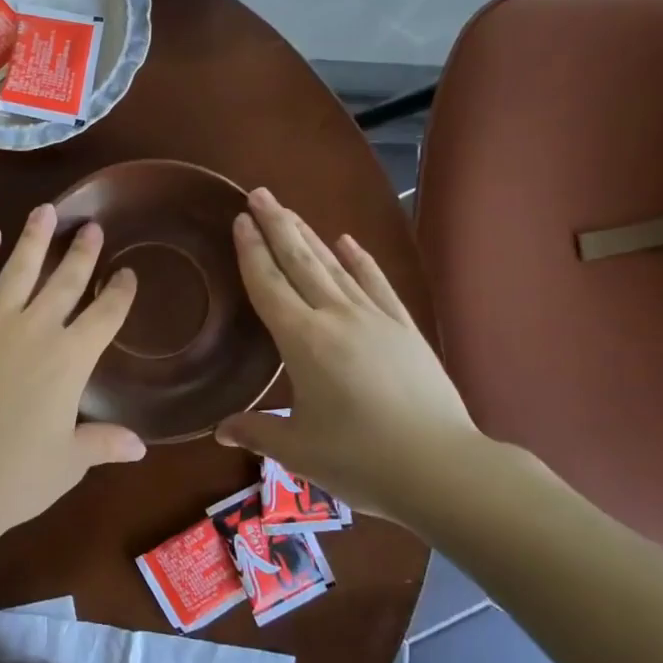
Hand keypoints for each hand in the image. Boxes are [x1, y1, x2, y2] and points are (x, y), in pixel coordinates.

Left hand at [0, 203, 144, 537]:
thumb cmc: (17, 475)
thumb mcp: (69, 462)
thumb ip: (103, 442)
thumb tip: (139, 445)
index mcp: (72, 360)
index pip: (106, 316)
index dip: (120, 293)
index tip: (127, 274)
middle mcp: (38, 329)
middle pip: (66, 282)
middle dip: (82, 253)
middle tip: (92, 227)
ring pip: (20, 269)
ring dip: (35, 238)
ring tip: (46, 210)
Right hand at [215, 188, 489, 523]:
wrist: (443, 469)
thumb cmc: (361, 460)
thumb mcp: (299, 450)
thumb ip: (256, 431)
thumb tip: (218, 430)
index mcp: (303, 342)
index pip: (269, 286)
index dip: (251, 252)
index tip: (239, 220)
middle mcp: (336, 318)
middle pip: (300, 262)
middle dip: (277, 226)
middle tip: (259, 194)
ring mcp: (375, 319)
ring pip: (334, 266)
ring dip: (309, 236)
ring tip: (289, 211)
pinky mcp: (404, 328)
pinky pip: (377, 284)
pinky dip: (360, 260)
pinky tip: (348, 241)